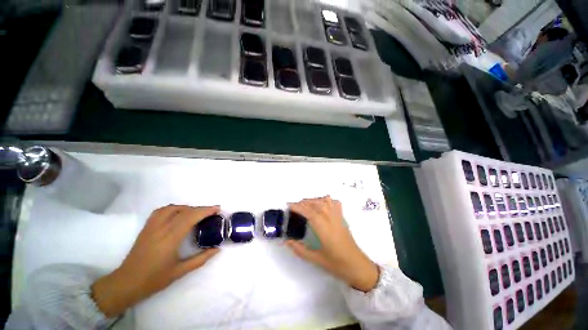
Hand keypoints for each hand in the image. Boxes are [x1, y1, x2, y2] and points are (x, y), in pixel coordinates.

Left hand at [91, 205, 220, 316]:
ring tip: (196, 212)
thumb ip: (201, 259)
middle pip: (184, 211)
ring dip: (187, 207)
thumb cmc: (154, 280)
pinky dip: (173, 208)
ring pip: (172, 208)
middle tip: (212, 211)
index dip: (205, 211)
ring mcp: (151, 227)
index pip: (190, 218)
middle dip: (201, 208)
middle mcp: (161, 229)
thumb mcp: (180, 272)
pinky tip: (178, 214)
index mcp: (170, 239)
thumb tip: (217, 249)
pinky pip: (161, 211)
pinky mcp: (146, 228)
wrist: (126, 283)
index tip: (217, 209)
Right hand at [286, 196, 378, 291]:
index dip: (298, 207)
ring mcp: (338, 217)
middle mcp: (331, 219)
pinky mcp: (342, 218)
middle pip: (317, 204)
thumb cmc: (337, 264)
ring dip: (314, 200)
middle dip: (304, 202)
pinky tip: (322, 204)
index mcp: (324, 229)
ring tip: (306, 204)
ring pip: (325, 201)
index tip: (289, 205)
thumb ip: (300, 249)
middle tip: (294, 206)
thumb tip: (286, 241)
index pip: (309, 212)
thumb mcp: (316, 259)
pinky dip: (326, 200)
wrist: (358, 266)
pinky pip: (335, 203)